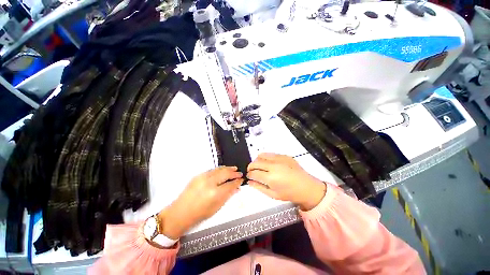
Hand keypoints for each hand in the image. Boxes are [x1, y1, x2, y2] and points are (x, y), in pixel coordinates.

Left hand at [157, 166, 242, 238]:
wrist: (181, 212)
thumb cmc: (200, 213)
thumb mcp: (217, 207)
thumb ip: (228, 195)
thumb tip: (236, 188)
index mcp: (215, 193)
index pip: (230, 184)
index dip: (237, 182)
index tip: (241, 180)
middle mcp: (209, 182)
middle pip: (225, 173)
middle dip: (234, 173)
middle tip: (239, 173)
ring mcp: (203, 177)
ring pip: (219, 169)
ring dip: (228, 168)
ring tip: (234, 168)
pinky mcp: (198, 175)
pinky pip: (212, 170)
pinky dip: (220, 169)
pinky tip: (223, 170)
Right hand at [247, 153, 326, 210]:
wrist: (306, 187)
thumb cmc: (289, 193)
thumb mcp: (272, 194)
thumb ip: (259, 187)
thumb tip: (249, 182)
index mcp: (271, 178)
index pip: (254, 173)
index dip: (249, 174)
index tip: (249, 176)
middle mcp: (274, 166)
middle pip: (256, 162)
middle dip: (250, 166)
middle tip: (251, 171)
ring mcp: (279, 159)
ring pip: (262, 155)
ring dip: (257, 160)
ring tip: (259, 166)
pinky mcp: (284, 155)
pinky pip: (270, 154)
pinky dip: (265, 157)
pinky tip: (267, 162)